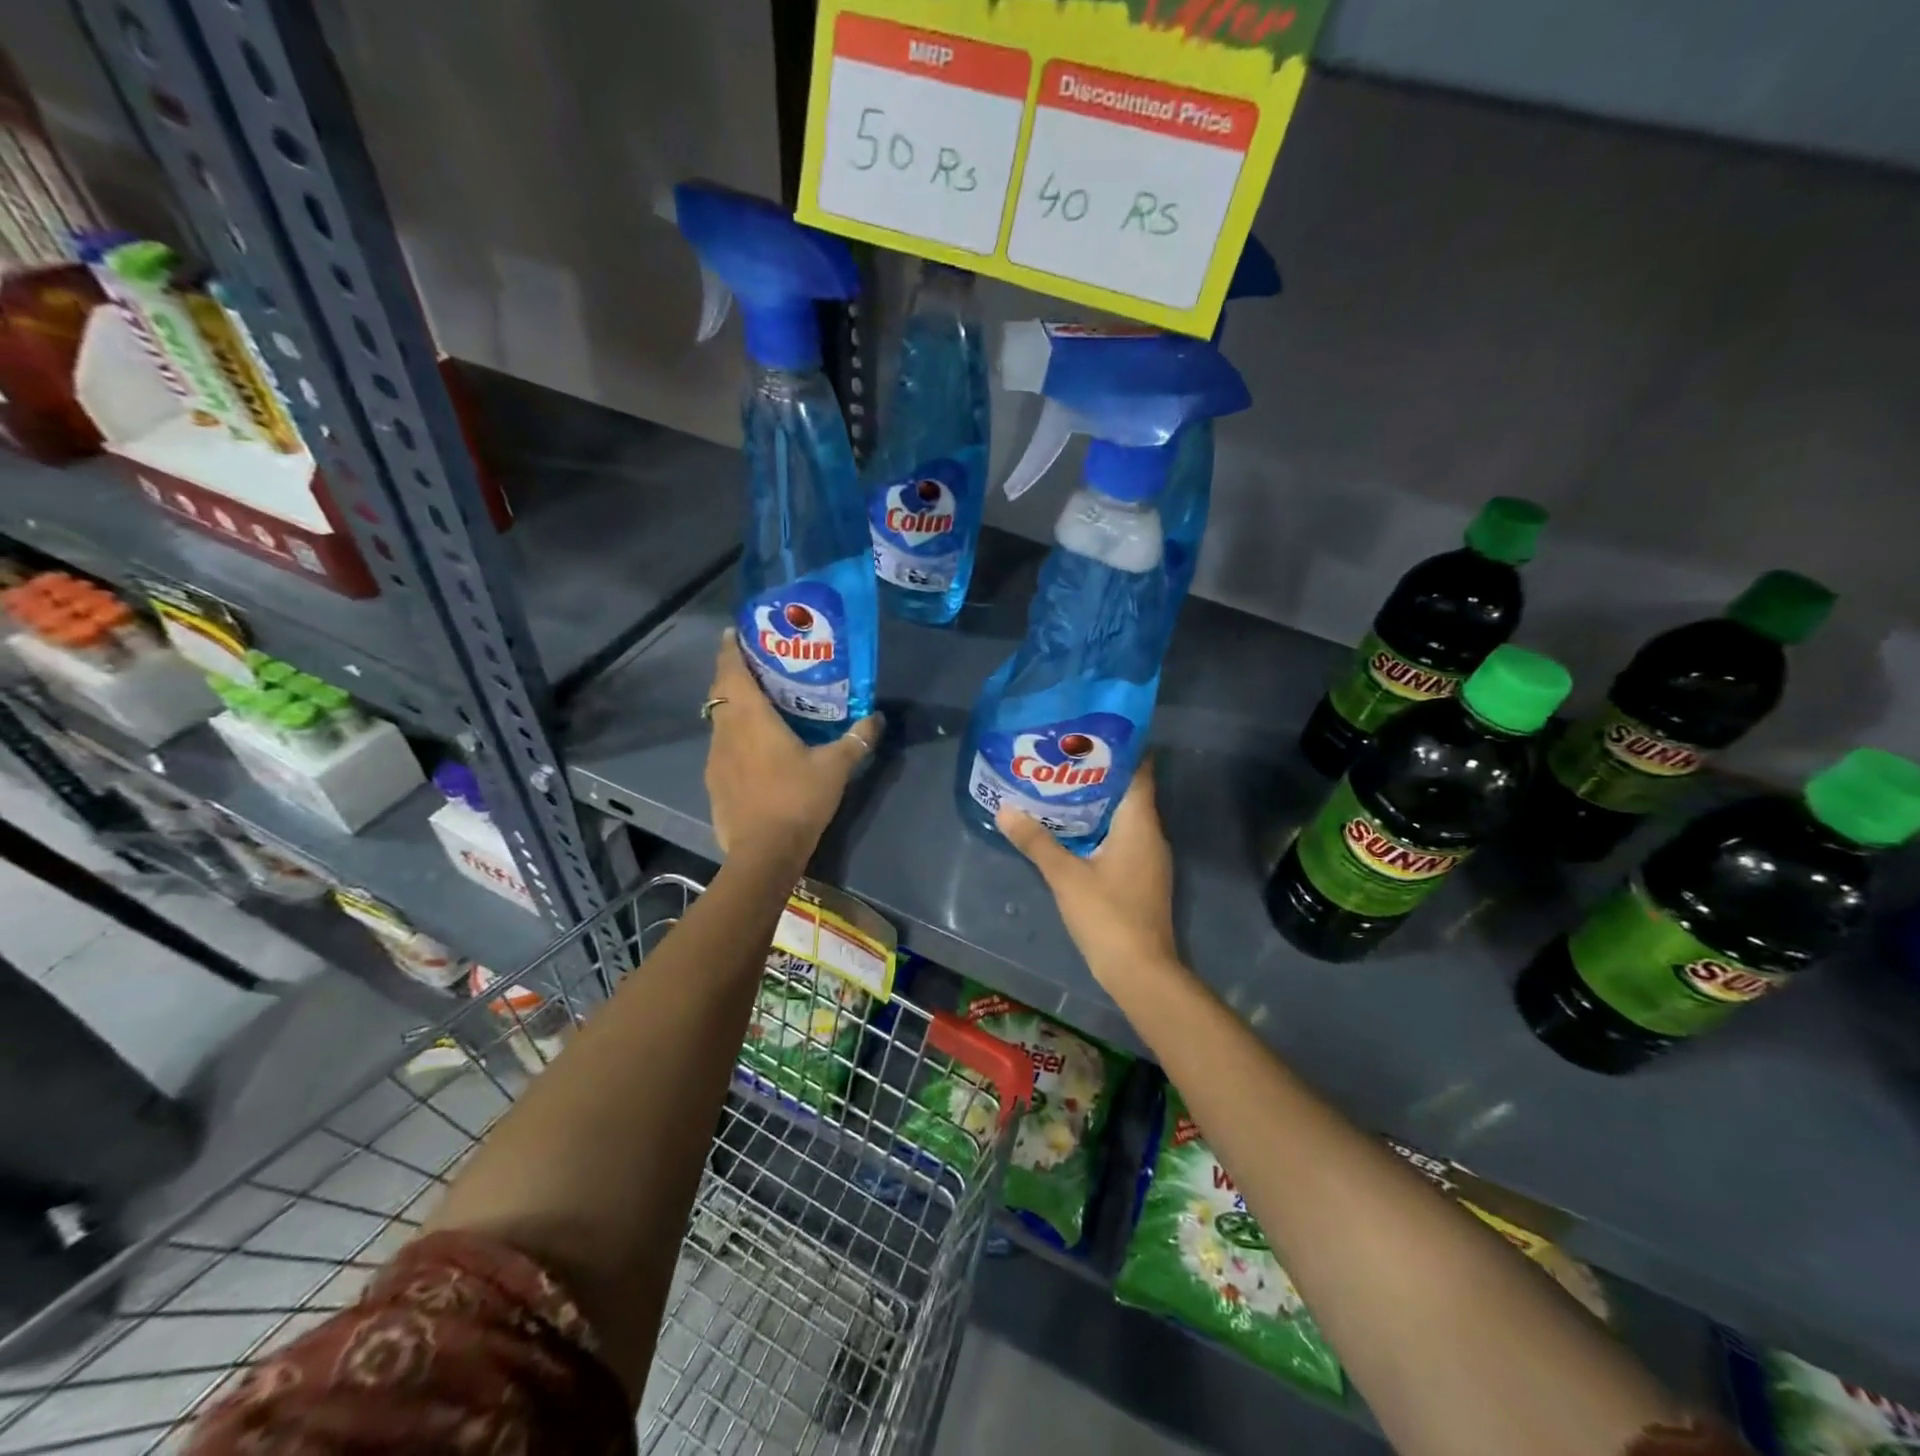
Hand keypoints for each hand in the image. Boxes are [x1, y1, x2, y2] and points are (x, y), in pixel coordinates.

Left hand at [704, 630, 882, 868]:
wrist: (763, 853)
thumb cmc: (797, 800)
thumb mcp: (835, 768)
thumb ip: (856, 740)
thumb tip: (877, 718)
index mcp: (750, 718)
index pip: (732, 671)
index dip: (730, 649)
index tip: (735, 633)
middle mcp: (725, 732)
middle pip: (720, 692)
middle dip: (732, 674)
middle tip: (756, 666)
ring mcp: (715, 759)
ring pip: (719, 721)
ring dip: (732, 707)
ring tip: (758, 705)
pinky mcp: (714, 782)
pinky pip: (721, 747)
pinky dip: (733, 737)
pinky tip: (754, 750)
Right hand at [997, 758, 1178, 991]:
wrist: (1141, 970)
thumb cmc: (1108, 915)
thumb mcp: (1065, 876)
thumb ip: (1036, 841)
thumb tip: (1005, 809)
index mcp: (1140, 823)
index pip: (1140, 771)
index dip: (1120, 749)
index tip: (1090, 733)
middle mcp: (1151, 834)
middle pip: (1130, 791)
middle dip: (1099, 774)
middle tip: (1063, 758)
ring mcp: (1150, 858)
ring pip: (1126, 817)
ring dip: (1099, 802)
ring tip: (1062, 788)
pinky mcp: (1143, 877)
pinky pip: (1124, 838)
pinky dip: (1102, 828)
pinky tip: (1074, 830)